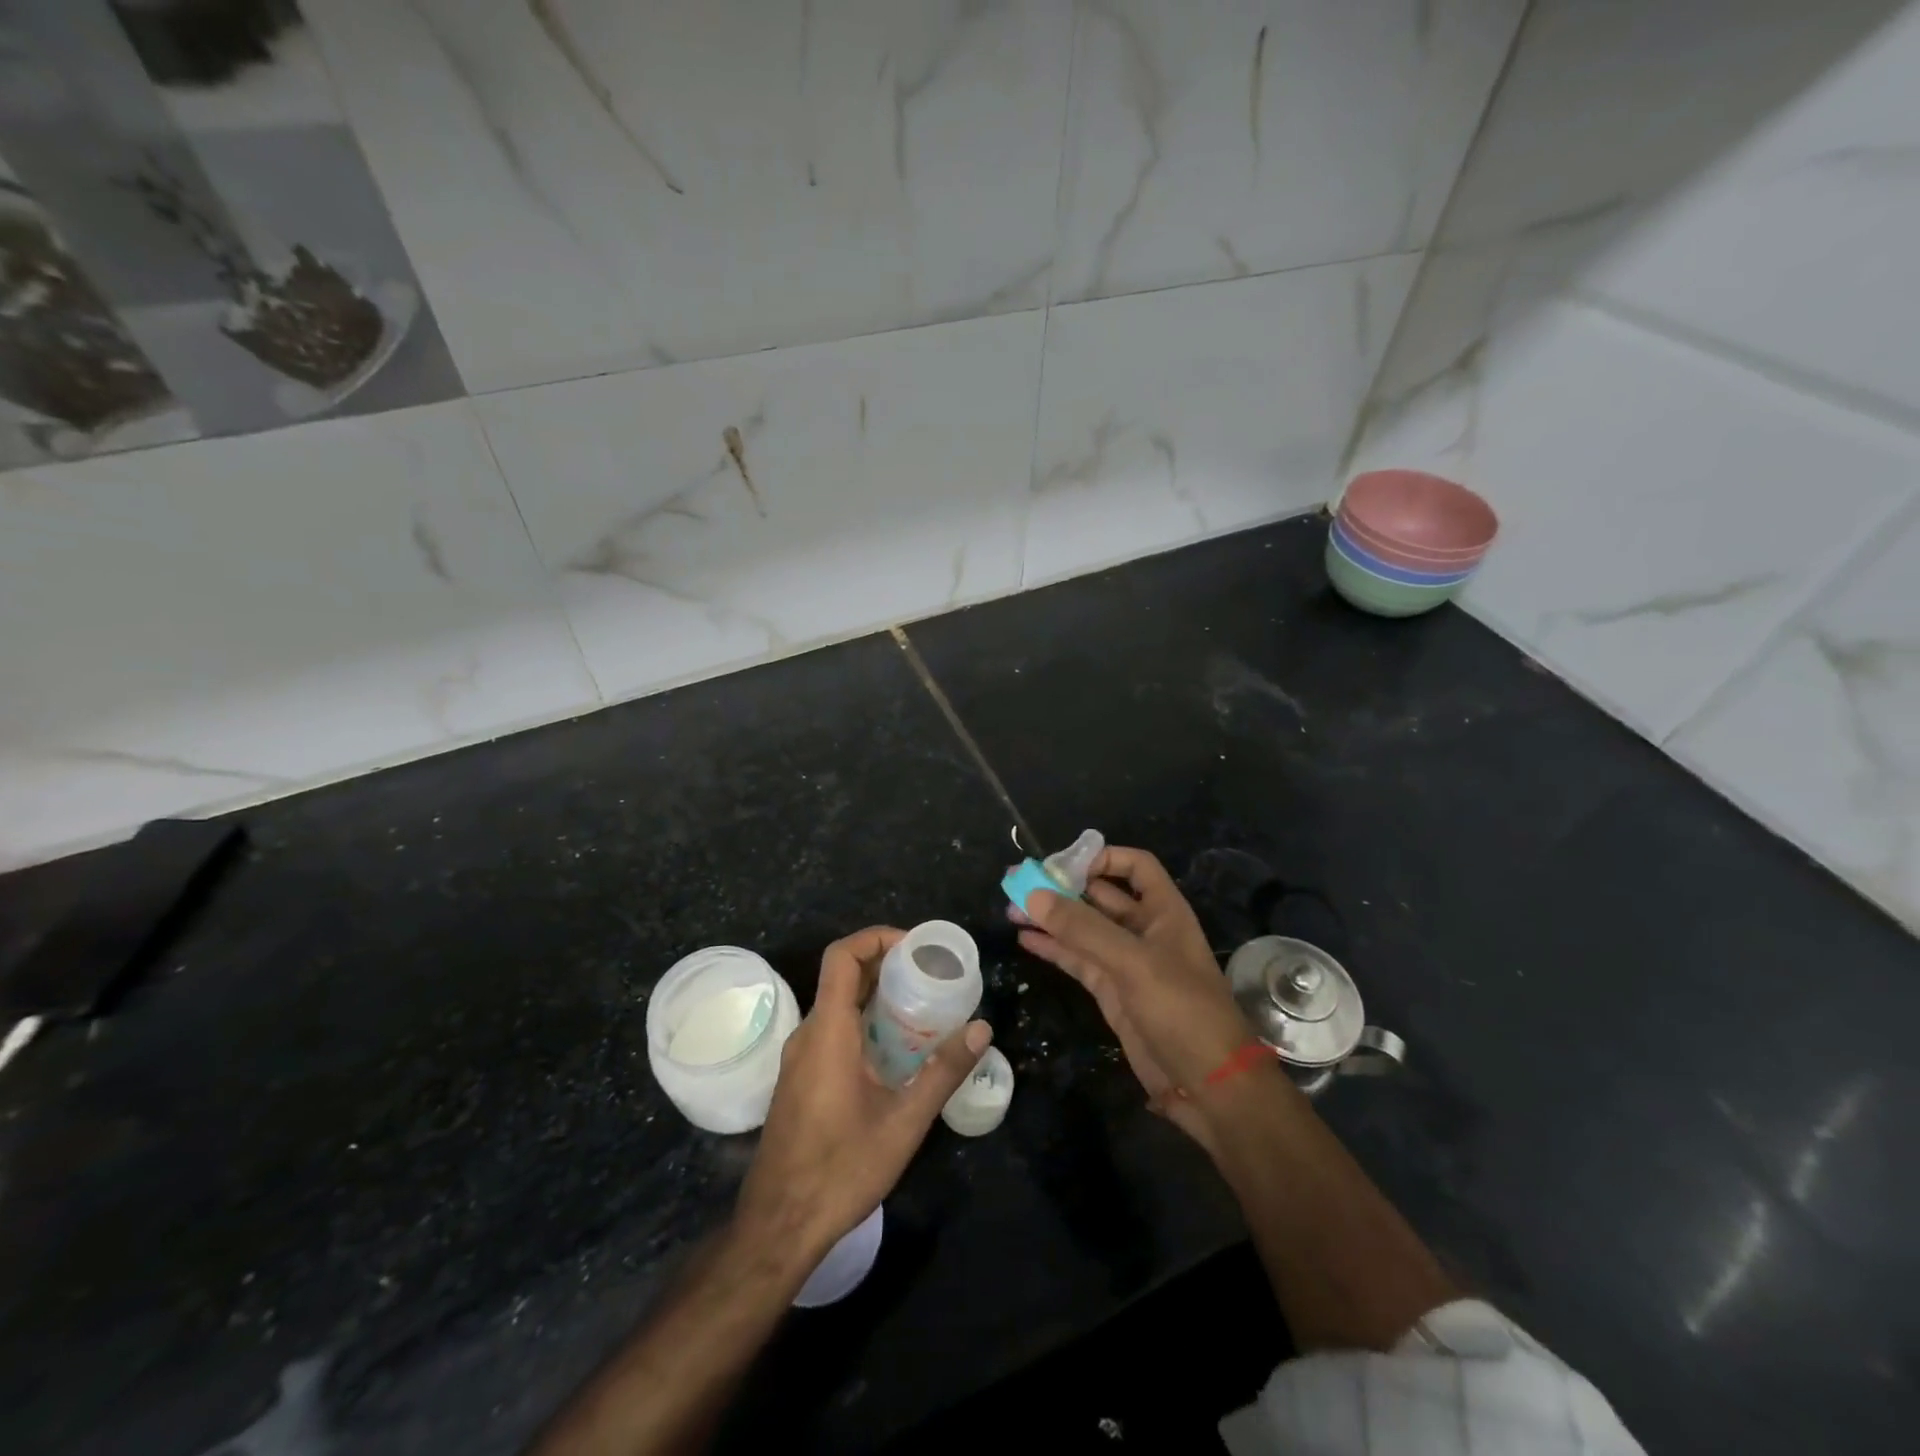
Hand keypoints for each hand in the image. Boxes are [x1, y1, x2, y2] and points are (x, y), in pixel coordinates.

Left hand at [733, 926, 990, 1263]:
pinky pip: (832, 1030)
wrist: (779, 1226)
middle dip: (885, 964)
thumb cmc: (841, 1169)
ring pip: (837, 1005)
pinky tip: (895, 1049)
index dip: (876, 937)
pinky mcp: (799, 1079)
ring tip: (921, 1006)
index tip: (915, 946)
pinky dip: (862, 1021)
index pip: (841, 956)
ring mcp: (799, 1058)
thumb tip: (981, 1027)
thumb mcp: (903, 1122)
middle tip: (930, 974)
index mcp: (827, 1032)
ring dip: (875, 995)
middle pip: (841, 976)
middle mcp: (808, 1035)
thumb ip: (943, 1071)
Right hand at [1013, 847, 1253, 1147]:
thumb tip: (1033, 894)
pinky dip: (1053, 948)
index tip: (1060, 864)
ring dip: (1051, 917)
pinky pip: (1078, 960)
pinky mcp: (1112, 992)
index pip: (1134, 866)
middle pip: (1100, 895)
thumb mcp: (1134, 963)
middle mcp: (1145, 930)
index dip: (1101, 858)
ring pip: (1083, 929)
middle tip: (1017, 881)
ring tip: (1010, 908)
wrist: (1209, 1085)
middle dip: (1062, 887)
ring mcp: (1127, 963)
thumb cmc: (1182, 1011)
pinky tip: (1025, 939)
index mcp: (1164, 912)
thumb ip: (1083, 929)